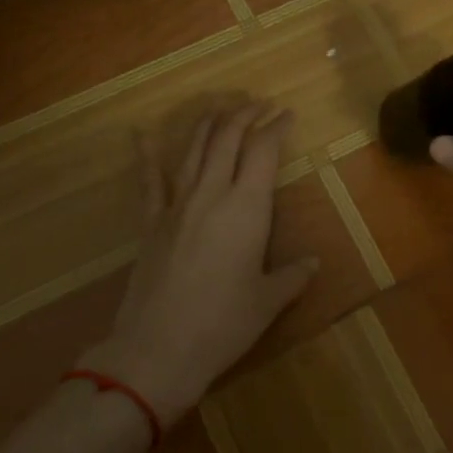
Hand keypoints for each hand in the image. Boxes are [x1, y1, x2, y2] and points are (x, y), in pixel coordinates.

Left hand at [77, 100, 317, 423]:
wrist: (157, 350)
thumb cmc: (222, 325)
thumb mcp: (268, 302)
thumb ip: (292, 276)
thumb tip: (312, 263)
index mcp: (246, 208)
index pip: (263, 151)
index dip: (276, 127)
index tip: (287, 115)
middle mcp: (211, 194)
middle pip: (227, 138)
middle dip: (245, 114)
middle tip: (259, 103)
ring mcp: (177, 205)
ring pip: (194, 149)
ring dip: (209, 122)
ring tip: (222, 104)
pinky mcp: (151, 223)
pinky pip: (149, 181)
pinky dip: (146, 155)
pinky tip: (139, 132)